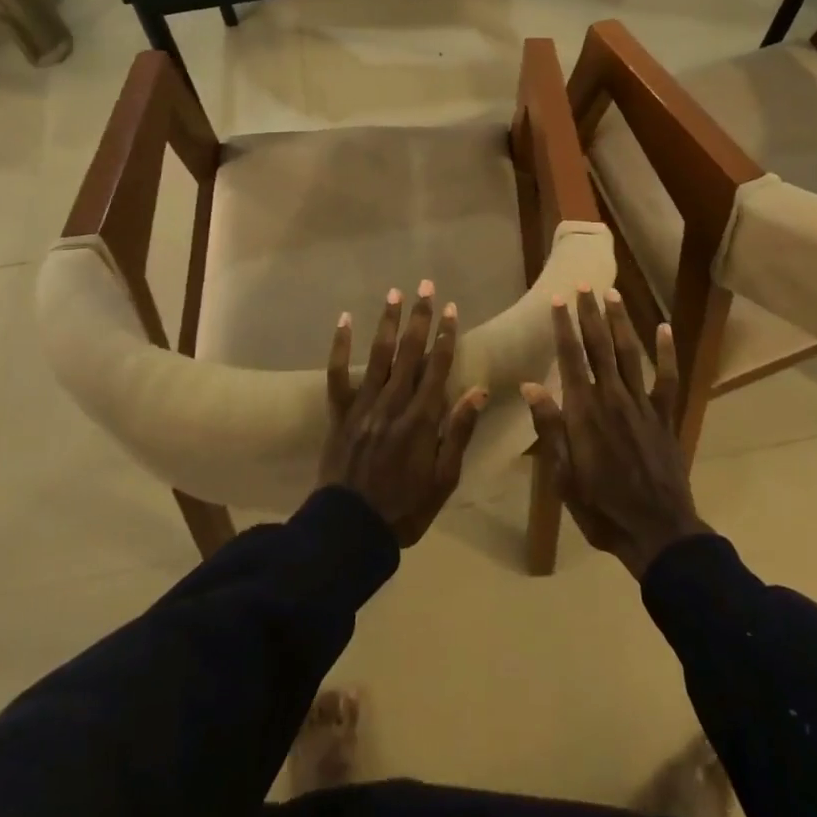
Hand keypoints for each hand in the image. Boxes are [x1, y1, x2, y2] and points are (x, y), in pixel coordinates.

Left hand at [319, 281, 487, 546]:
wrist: (350, 530)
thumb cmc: (405, 508)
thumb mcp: (444, 479)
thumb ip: (458, 432)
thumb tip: (478, 390)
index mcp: (421, 419)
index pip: (437, 367)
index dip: (446, 336)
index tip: (452, 308)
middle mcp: (393, 403)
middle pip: (410, 352)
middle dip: (420, 318)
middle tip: (426, 286)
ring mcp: (363, 405)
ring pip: (379, 355)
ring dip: (388, 322)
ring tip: (395, 293)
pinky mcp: (339, 412)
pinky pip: (338, 374)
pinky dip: (340, 345)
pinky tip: (345, 319)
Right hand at [523, 287, 705, 579]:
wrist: (656, 531)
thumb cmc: (601, 507)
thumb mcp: (562, 475)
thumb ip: (549, 427)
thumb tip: (530, 384)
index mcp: (584, 411)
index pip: (570, 357)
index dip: (563, 326)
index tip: (558, 299)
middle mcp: (613, 397)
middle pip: (599, 346)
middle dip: (590, 314)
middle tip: (584, 285)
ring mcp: (643, 404)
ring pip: (630, 353)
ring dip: (621, 322)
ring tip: (613, 294)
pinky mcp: (665, 416)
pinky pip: (668, 378)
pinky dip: (667, 352)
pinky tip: (665, 328)